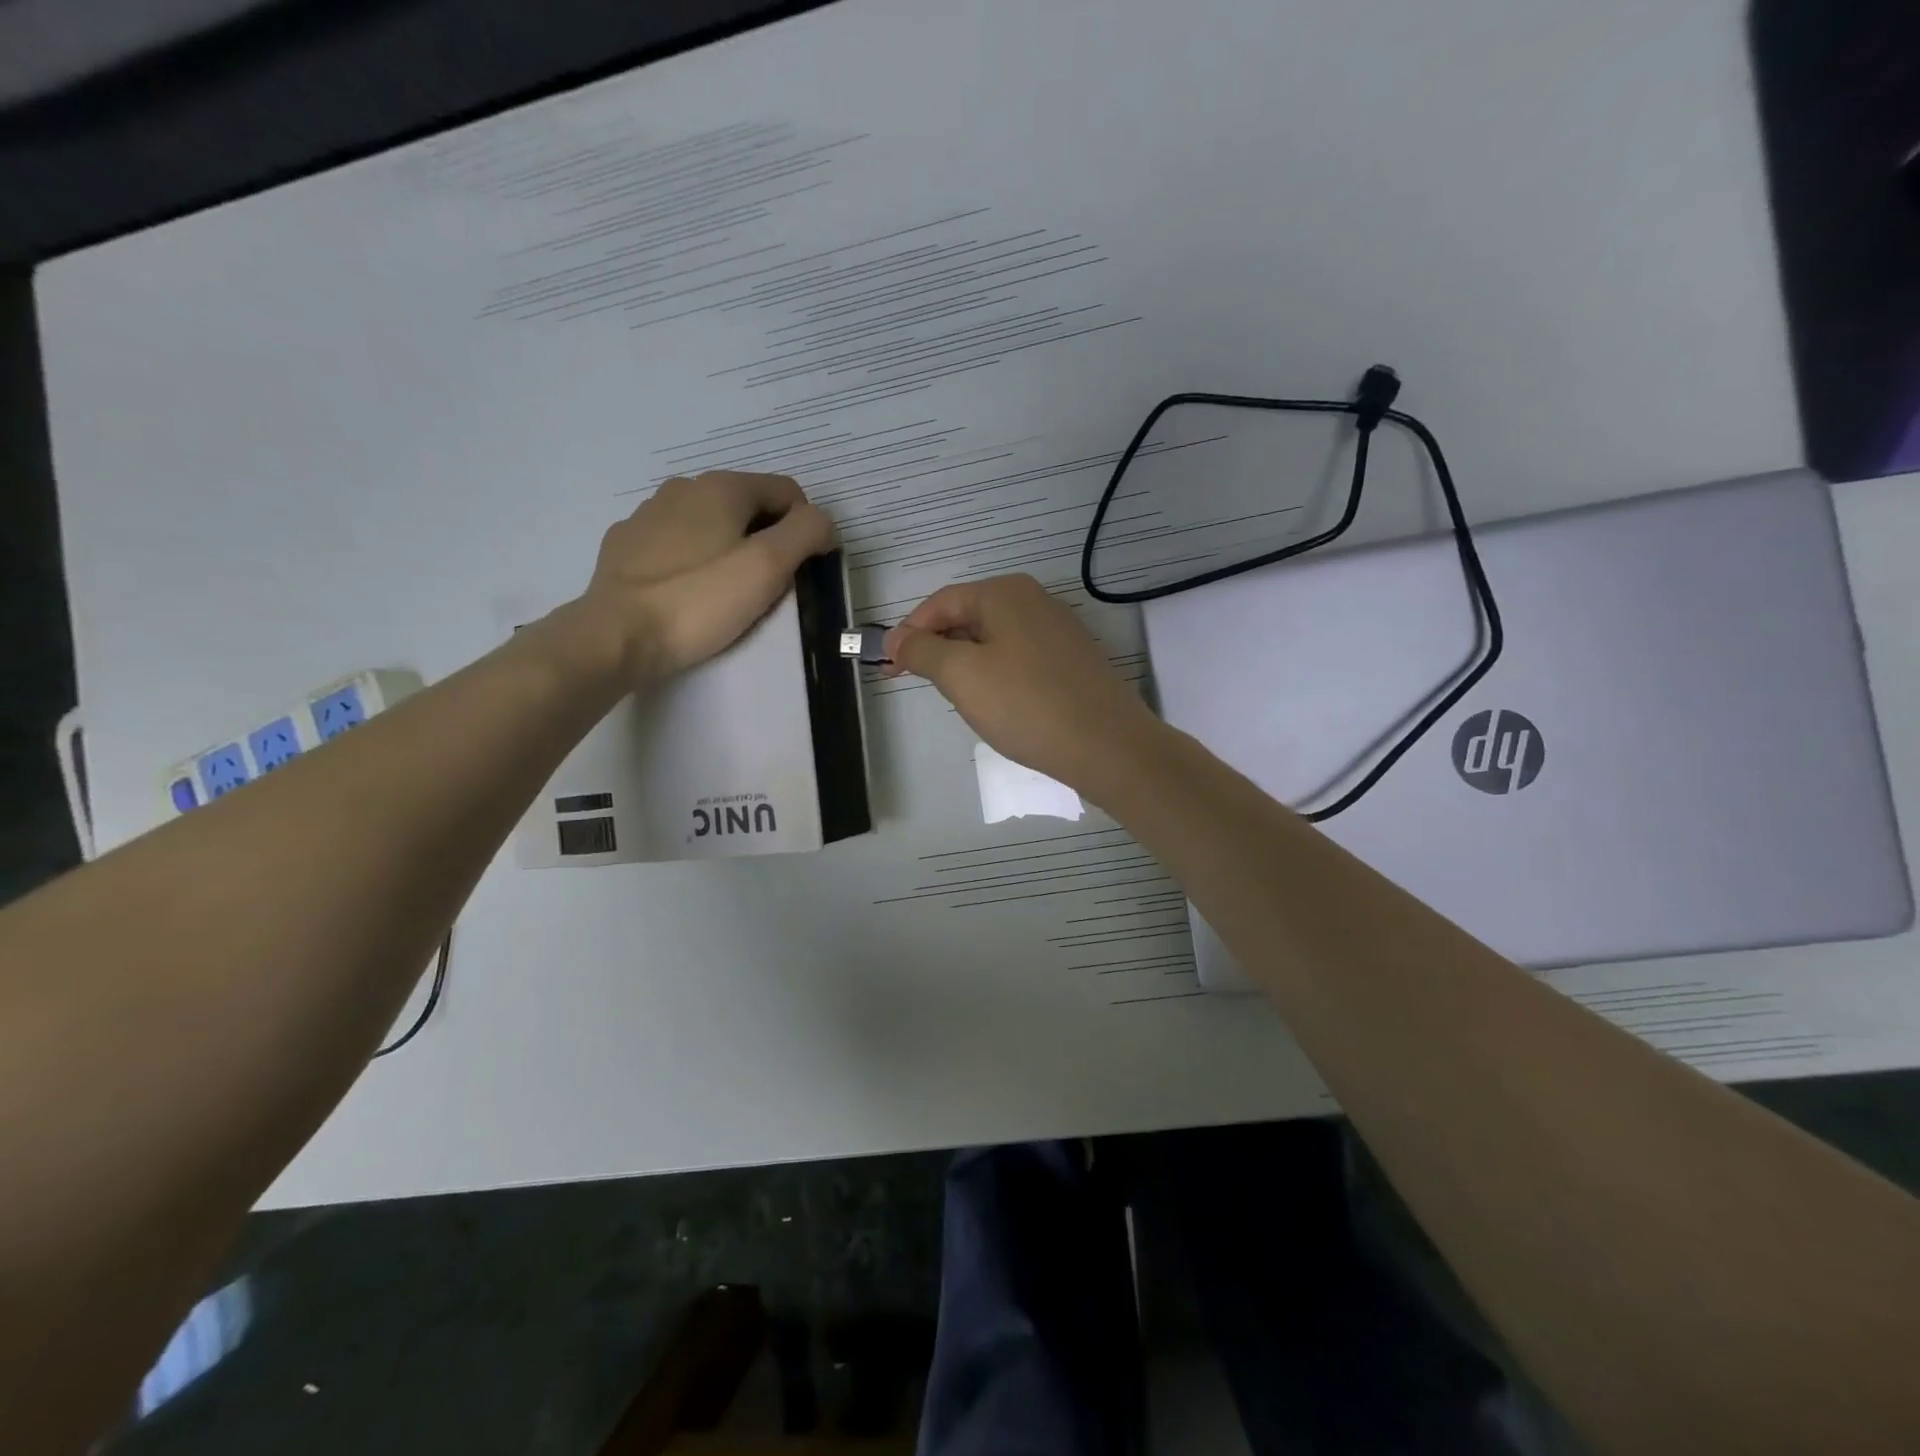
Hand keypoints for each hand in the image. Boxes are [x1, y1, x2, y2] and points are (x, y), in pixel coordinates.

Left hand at [579, 471, 834, 680]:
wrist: (616, 636)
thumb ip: (806, 533)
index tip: (800, 572)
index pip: (788, 493)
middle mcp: (683, 487)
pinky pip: (676, 543)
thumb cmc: (700, 601)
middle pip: (749, 506)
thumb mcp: (768, 567)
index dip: (805, 529)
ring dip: (729, 548)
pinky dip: (693, 559)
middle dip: (767, 540)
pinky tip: (688, 591)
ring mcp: (648, 514)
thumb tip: (822, 522)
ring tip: (726, 592)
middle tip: (765, 588)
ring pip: (711, 523)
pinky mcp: (626, 545)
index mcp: (722, 487)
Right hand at [884, 574, 1165, 800]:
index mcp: (1005, 593)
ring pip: (994, 640)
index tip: (886, 664)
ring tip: (953, 697)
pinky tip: (996, 704)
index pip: (940, 603)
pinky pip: (1019, 658)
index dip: (909, 632)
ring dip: (965, 663)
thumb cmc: (1025, 704)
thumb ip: (922, 651)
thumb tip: (896, 639)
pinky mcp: (1073, 660)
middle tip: (914, 682)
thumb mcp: (961, 675)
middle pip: (968, 617)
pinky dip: (996, 674)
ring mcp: (1058, 630)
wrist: (1107, 745)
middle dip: (937, 648)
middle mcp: (1034, 600)